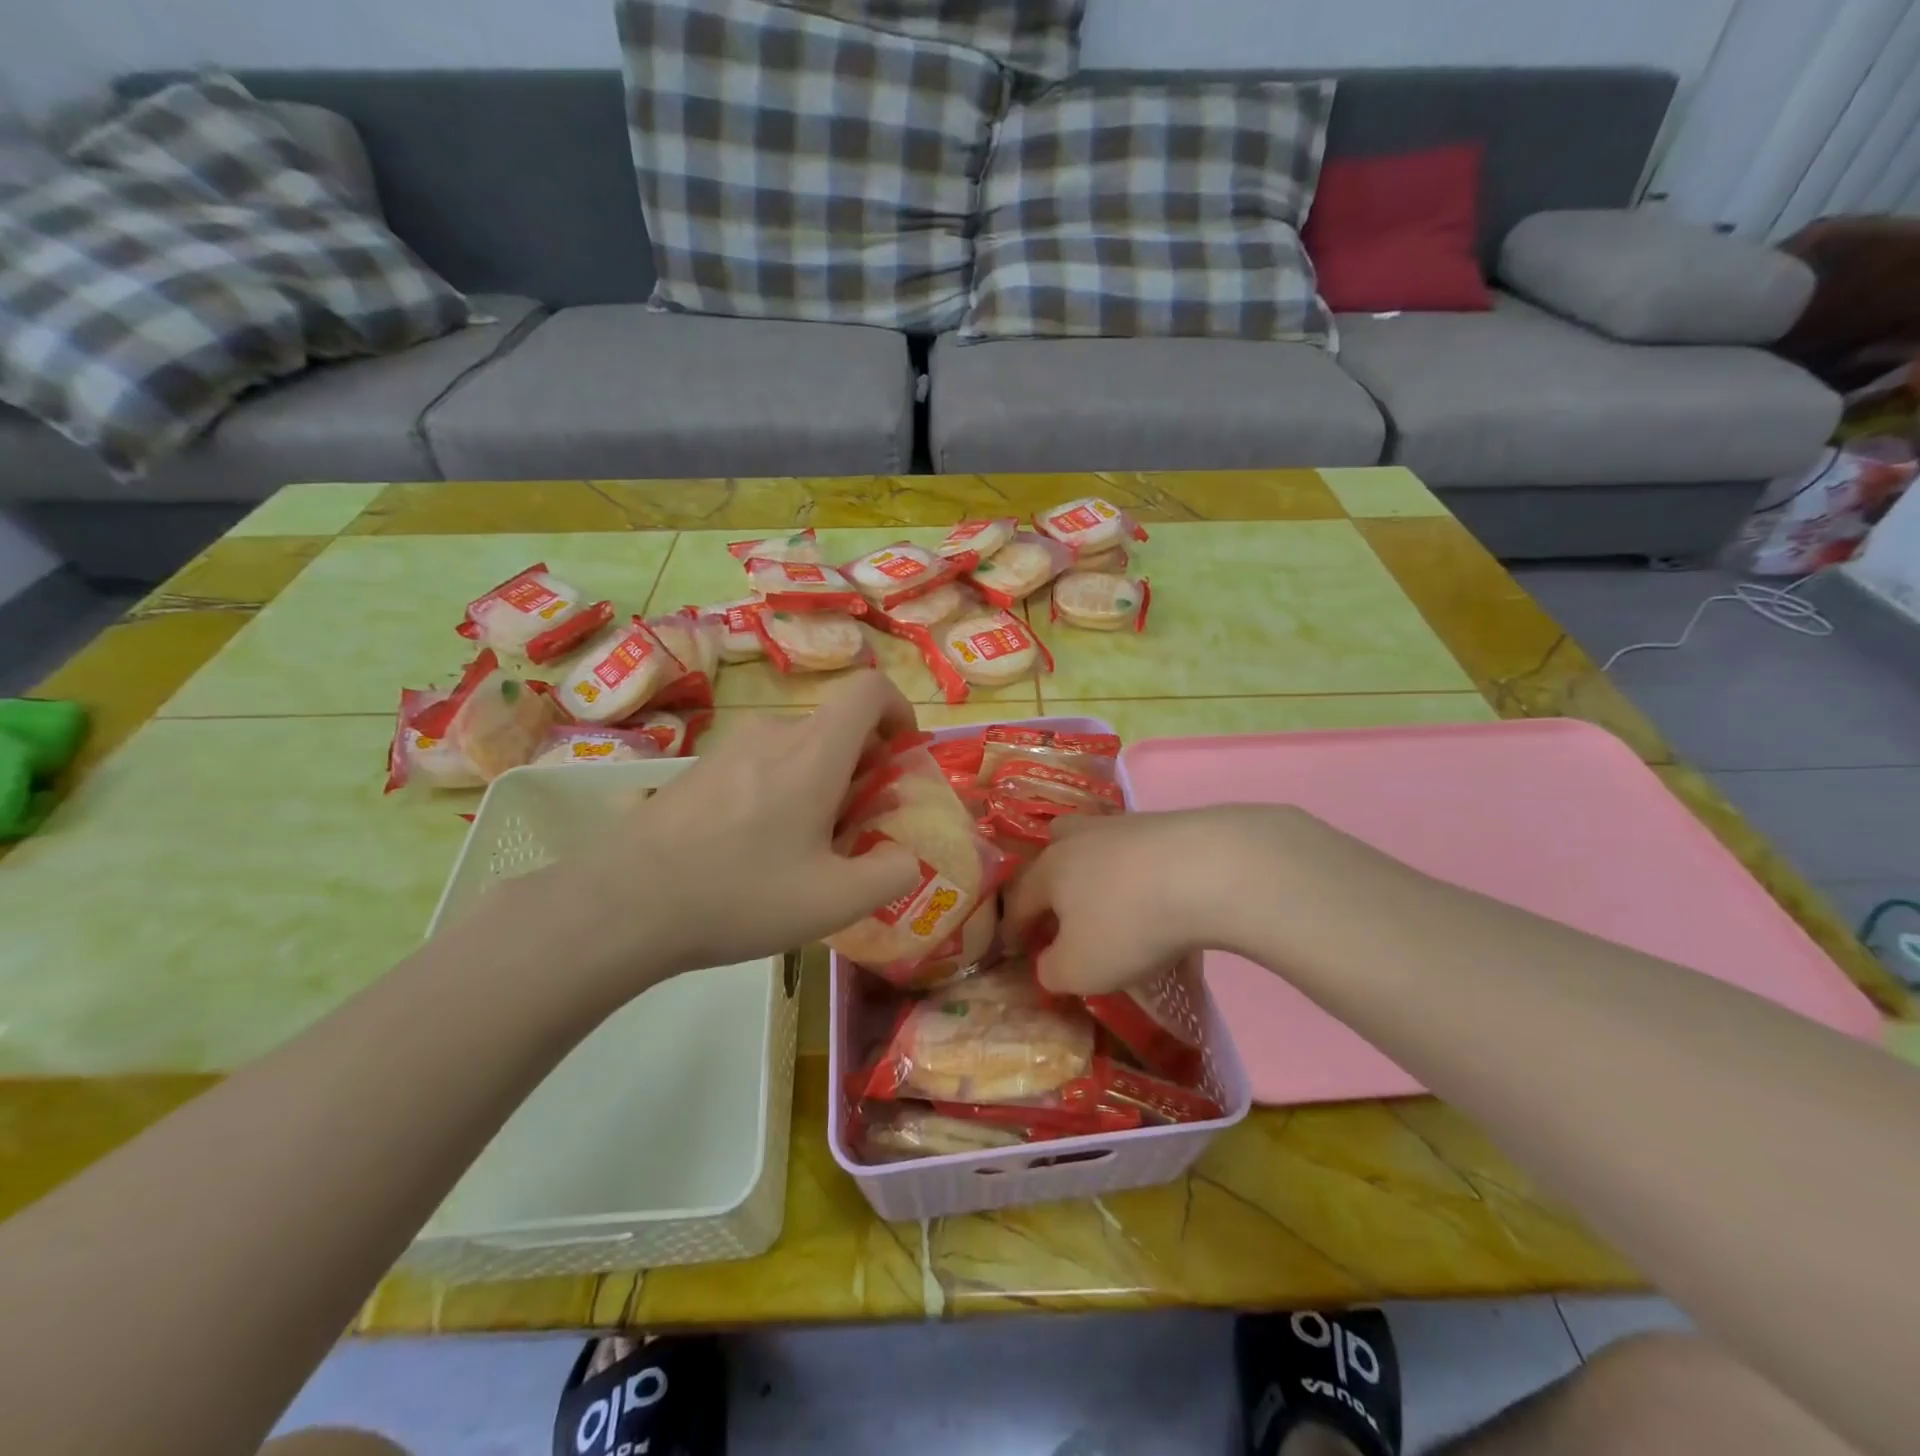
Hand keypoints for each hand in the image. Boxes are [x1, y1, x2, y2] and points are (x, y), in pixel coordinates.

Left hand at [491, 672, 924, 999]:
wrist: (622, 904)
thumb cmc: (740, 895)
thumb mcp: (835, 901)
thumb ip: (891, 874)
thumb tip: (906, 857)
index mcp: (815, 751)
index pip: (869, 688)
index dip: (898, 711)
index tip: (901, 756)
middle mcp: (772, 733)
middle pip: (835, 725)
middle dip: (861, 765)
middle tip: (854, 827)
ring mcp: (727, 746)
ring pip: (796, 746)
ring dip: (818, 780)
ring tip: (803, 845)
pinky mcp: (696, 768)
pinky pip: (758, 763)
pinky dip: (779, 787)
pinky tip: (753, 846)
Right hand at [1004, 806, 1301, 995]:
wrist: (1209, 870)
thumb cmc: (1130, 924)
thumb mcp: (1081, 969)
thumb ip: (1053, 971)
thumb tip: (1047, 964)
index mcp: (1050, 870)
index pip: (1020, 900)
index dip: (1015, 928)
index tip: (1017, 949)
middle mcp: (1080, 839)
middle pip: (1054, 849)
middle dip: (1052, 879)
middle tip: (1063, 909)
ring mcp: (1124, 825)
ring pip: (1098, 843)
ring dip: (1097, 869)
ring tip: (1114, 899)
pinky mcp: (1167, 824)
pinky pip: (1139, 849)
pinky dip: (1140, 870)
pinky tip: (1159, 892)